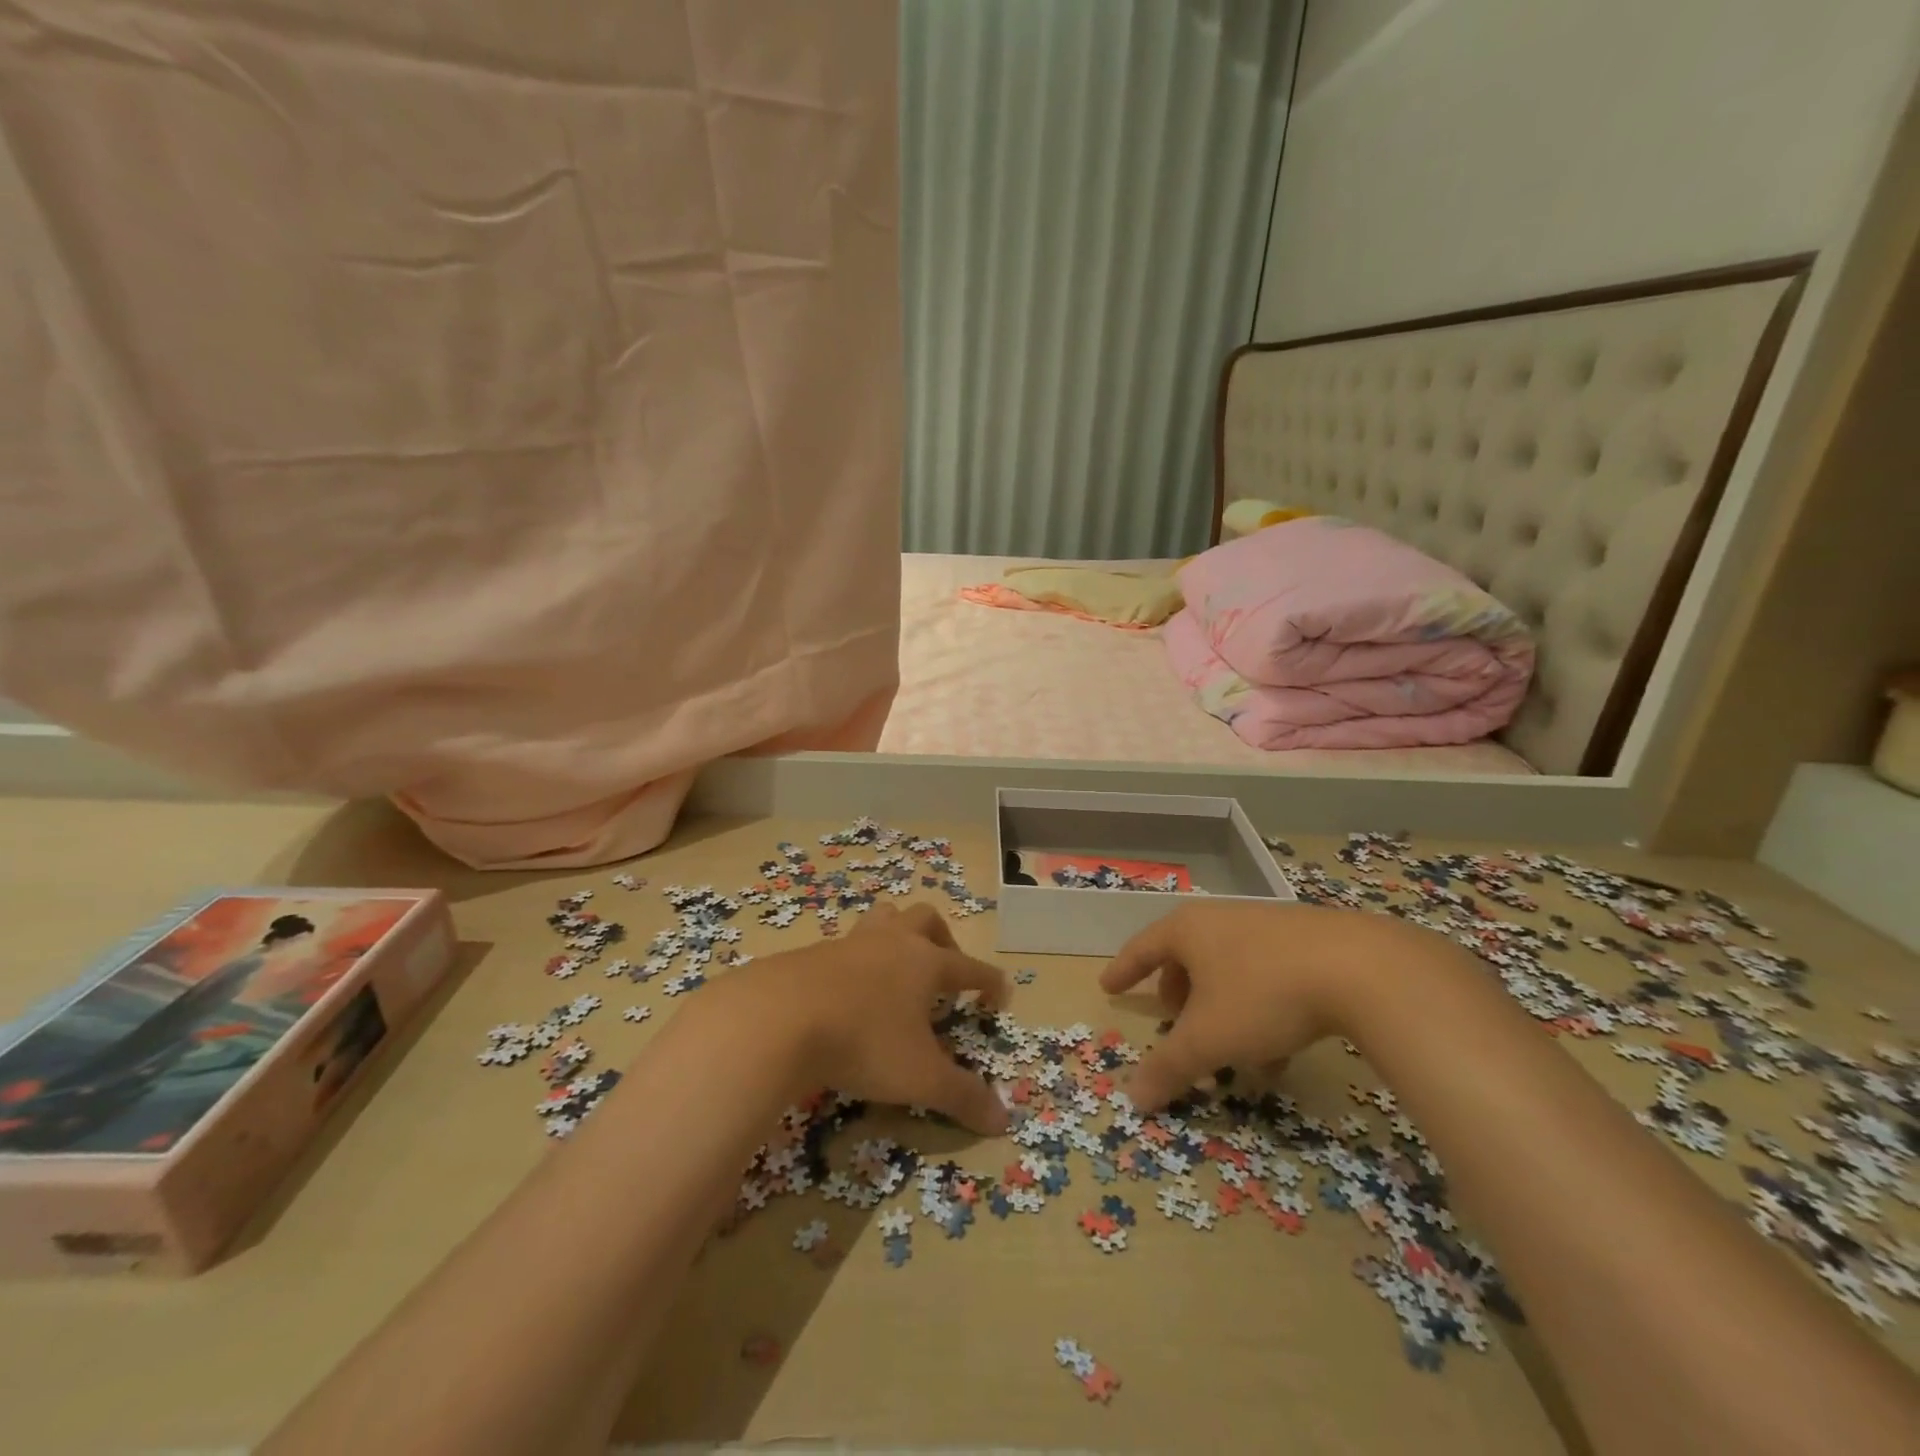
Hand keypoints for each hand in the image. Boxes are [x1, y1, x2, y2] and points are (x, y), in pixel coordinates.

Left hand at [699, 902, 1010, 1134]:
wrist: (779, 1018)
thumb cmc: (864, 1042)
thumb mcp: (920, 1078)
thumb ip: (962, 1096)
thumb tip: (1003, 1121)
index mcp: (925, 963)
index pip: (969, 967)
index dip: (988, 981)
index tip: (1001, 992)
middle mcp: (892, 943)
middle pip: (925, 919)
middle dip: (942, 939)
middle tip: (944, 969)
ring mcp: (850, 943)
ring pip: (883, 919)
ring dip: (897, 935)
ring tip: (897, 967)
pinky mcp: (813, 953)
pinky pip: (844, 946)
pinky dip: (856, 962)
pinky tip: (847, 991)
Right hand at [1099, 902, 1388, 1112]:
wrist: (1360, 967)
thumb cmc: (1264, 995)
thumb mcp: (1209, 1039)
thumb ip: (1169, 1067)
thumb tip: (1132, 1099)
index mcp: (1187, 931)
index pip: (1142, 949)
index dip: (1124, 972)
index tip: (1108, 986)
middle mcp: (1221, 919)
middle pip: (1185, 955)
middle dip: (1176, 991)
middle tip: (1171, 1017)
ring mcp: (1265, 925)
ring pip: (1227, 967)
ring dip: (1219, 1005)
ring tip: (1228, 1046)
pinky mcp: (1305, 939)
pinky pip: (1263, 973)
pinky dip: (1255, 1006)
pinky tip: (1276, 1047)